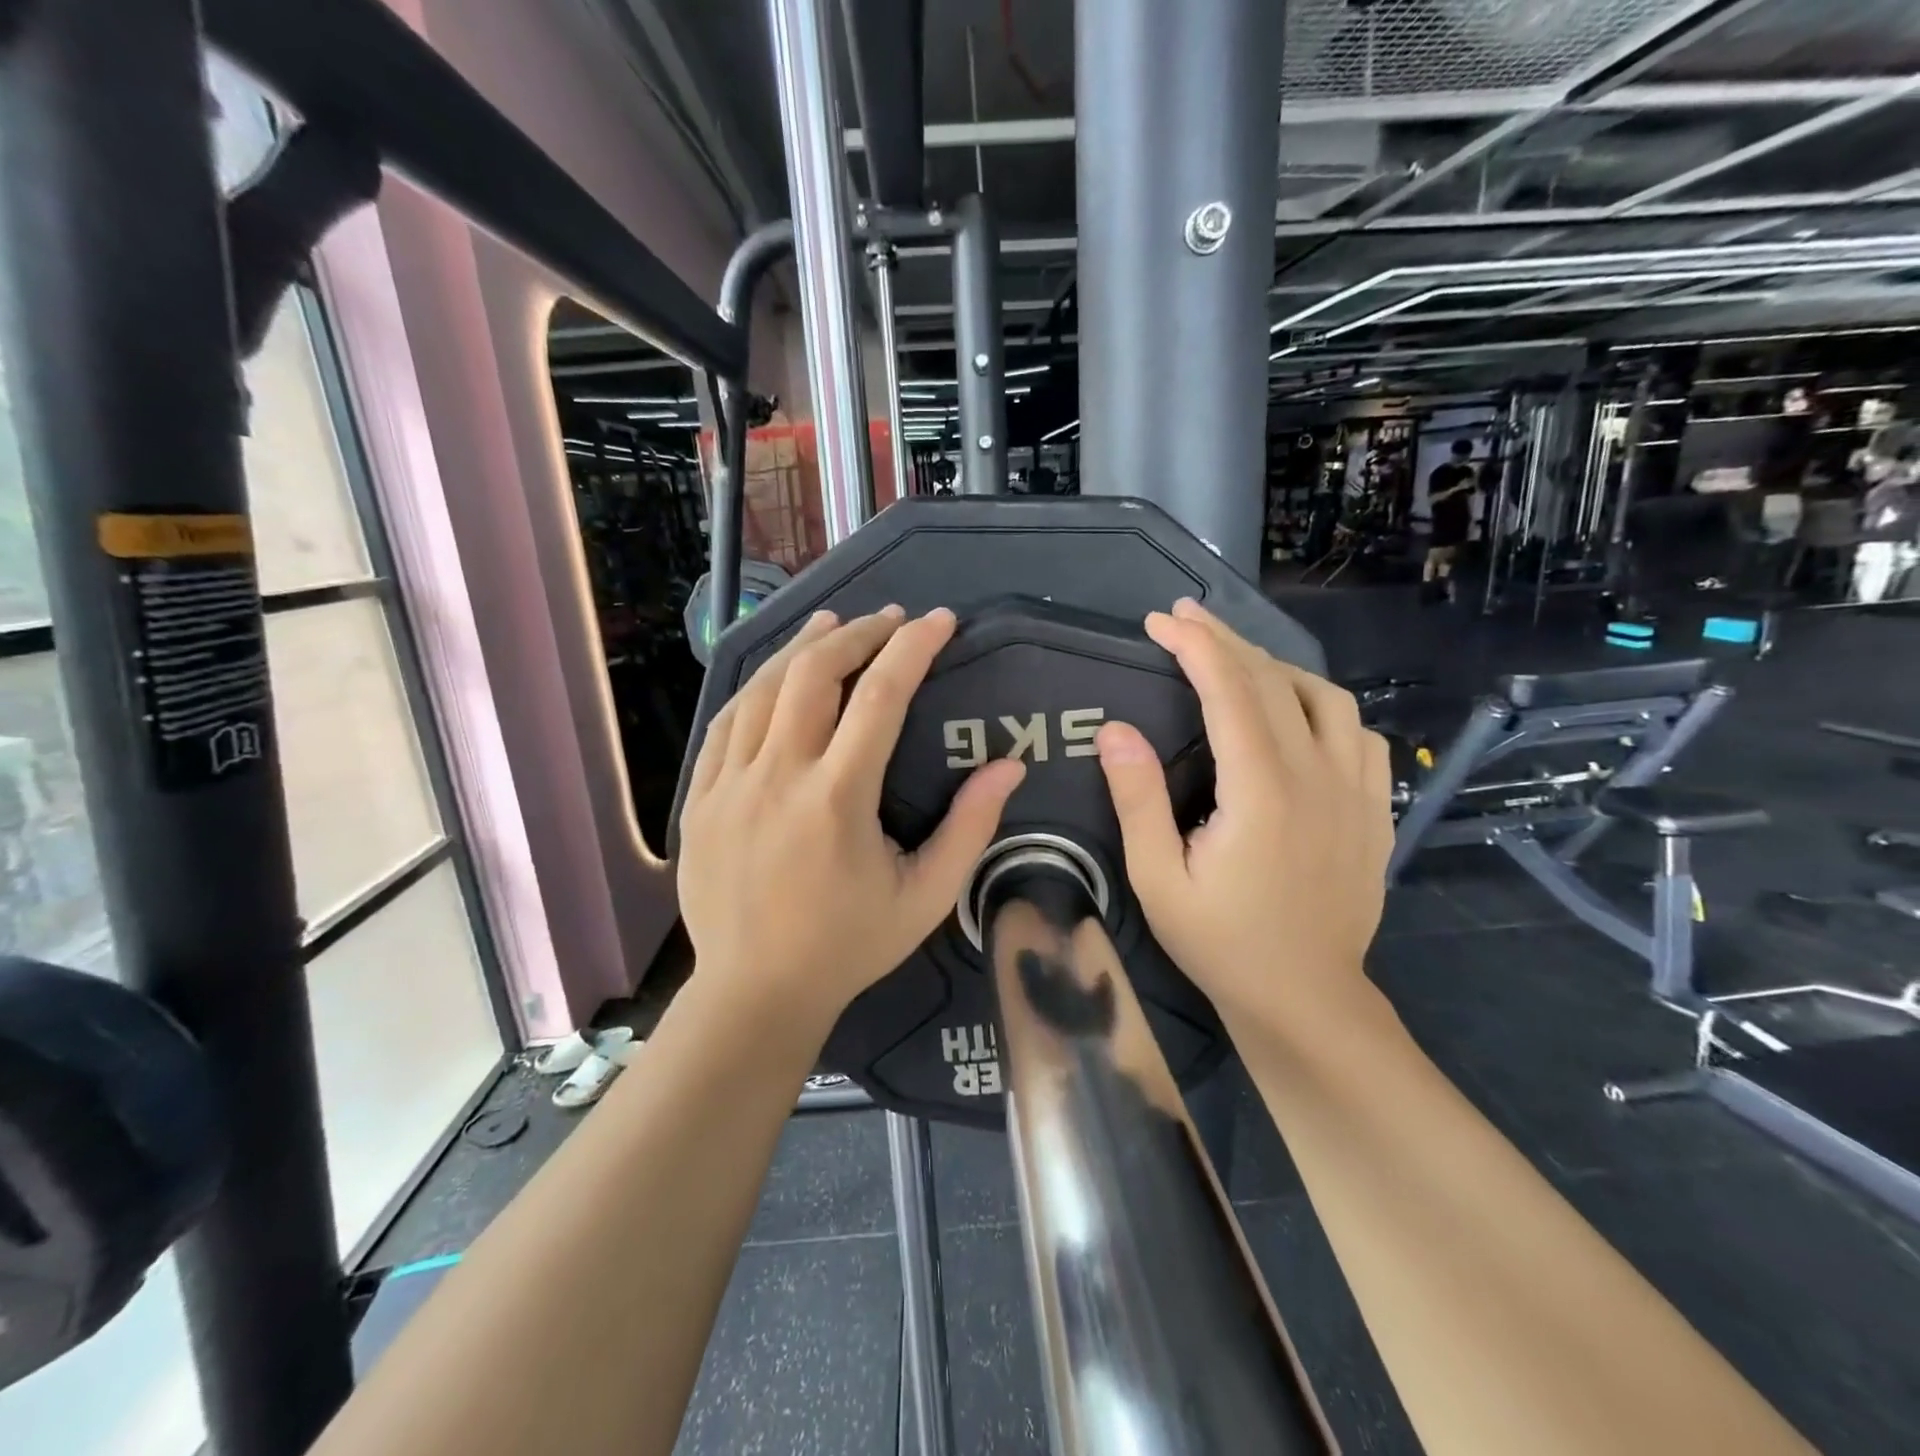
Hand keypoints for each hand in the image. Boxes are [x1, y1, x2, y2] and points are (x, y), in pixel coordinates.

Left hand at [677, 606, 1025, 1032]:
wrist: (754, 992)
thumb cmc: (848, 946)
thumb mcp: (925, 897)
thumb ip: (969, 828)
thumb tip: (1009, 765)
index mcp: (837, 798)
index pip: (881, 696)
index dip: (913, 648)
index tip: (940, 620)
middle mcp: (778, 775)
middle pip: (814, 673)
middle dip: (856, 634)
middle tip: (889, 620)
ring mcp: (729, 784)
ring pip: (763, 688)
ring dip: (803, 647)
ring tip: (833, 624)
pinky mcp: (700, 797)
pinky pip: (726, 723)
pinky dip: (758, 688)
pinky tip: (777, 677)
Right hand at [1094, 599, 1393, 1032]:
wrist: (1306, 999)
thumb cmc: (1221, 943)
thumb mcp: (1157, 880)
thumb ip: (1138, 800)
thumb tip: (1114, 730)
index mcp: (1262, 792)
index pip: (1231, 691)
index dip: (1196, 646)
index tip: (1161, 621)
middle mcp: (1318, 777)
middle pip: (1277, 682)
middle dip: (1226, 640)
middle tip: (1184, 619)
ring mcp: (1357, 792)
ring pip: (1328, 698)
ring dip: (1276, 667)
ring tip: (1234, 662)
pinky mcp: (1375, 810)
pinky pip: (1360, 734)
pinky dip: (1324, 706)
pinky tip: (1297, 716)